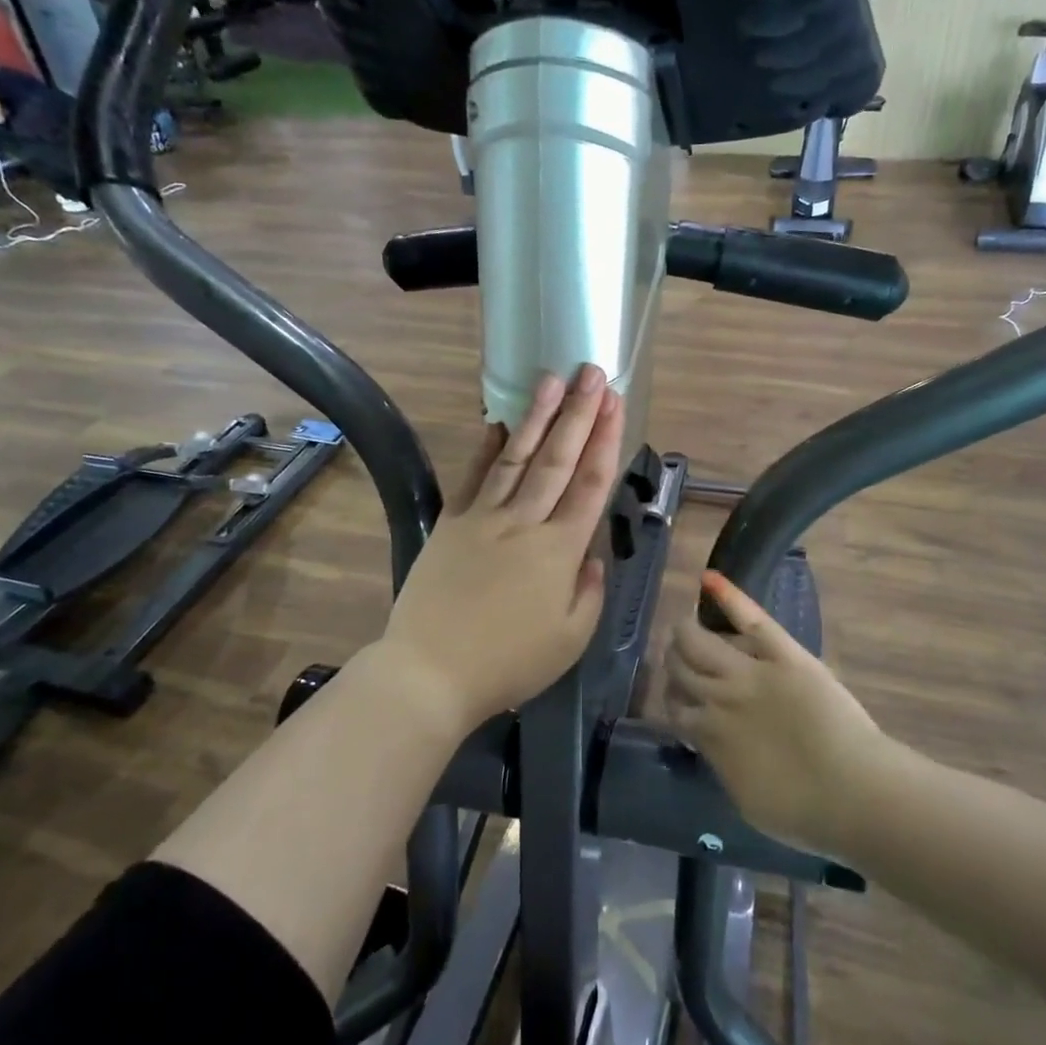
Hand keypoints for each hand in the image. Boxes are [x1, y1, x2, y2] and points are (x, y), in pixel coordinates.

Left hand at [374, 363, 622, 738]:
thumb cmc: (509, 664)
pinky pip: (473, 478)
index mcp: (560, 551)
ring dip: (537, 417)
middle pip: (558, 459)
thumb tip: (590, 555)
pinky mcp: (451, 524)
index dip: (606, 440)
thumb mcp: (571, 640)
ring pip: (516, 458)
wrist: (430, 672)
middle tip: (591, 373)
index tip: (615, 403)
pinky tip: (498, 422)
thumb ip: (589, 592)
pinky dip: (486, 448)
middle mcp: (524, 523)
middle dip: (579, 413)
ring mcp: (483, 518)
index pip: (590, 484)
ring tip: (551, 380)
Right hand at [667, 570, 885, 849]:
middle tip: (682, 658)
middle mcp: (718, 697)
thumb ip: (721, 762)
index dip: (674, 699)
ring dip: (687, 632)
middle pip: (679, 666)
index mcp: (708, 734)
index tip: (680, 699)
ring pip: (699, 640)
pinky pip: (750, 618)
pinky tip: (709, 578)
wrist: (855, 792)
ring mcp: (749, 671)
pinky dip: (729, 596)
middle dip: (675, 660)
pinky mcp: (783, 654)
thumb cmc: (803, 811)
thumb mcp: (745, 799)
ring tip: (689, 628)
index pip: (674, 706)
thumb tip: (713, 743)